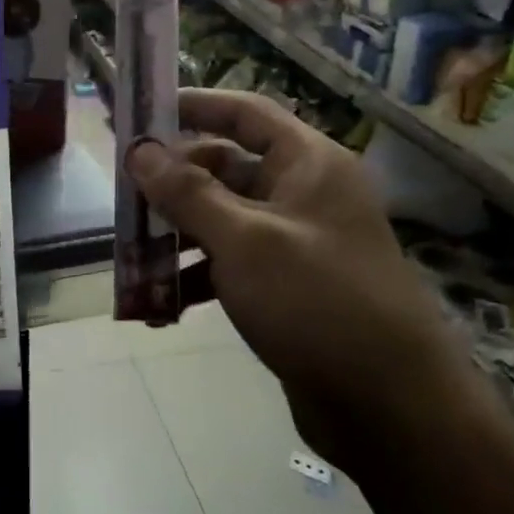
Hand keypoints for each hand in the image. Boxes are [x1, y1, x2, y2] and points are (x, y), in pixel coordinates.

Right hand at [125, 89, 466, 469]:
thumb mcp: (244, 240)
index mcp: (308, 165)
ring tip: (130, 258)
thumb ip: (187, 192)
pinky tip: (160, 305)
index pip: (245, 113)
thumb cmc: (317, 302)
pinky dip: (196, 277)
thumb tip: (139, 149)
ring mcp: (295, 244)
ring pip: (222, 221)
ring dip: (176, 236)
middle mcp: (303, 195)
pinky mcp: (286, 289)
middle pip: (225, 169)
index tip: (141, 114)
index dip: (193, 106)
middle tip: (123, 197)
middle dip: (172, 184)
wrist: (390, 407)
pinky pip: (230, 266)